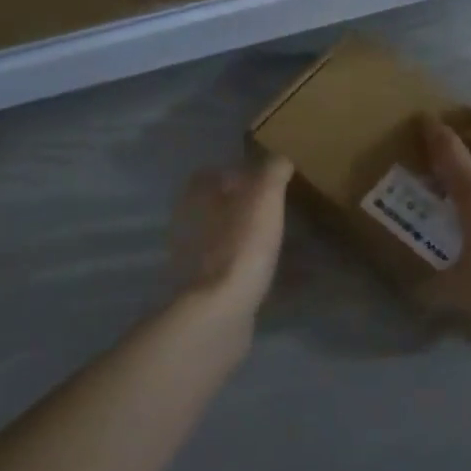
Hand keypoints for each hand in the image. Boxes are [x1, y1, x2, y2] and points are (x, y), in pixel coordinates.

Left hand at [172, 156, 293, 315]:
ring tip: (282, 241)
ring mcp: (194, 261)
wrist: (220, 312)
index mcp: (197, 198)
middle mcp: (189, 226)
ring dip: (248, 238)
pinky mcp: (207, 291)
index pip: (210, 174)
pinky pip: (234, 271)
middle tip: (276, 208)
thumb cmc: (240, 244)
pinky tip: (282, 276)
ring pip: (224, 240)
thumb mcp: (264, 196)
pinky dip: (254, 269)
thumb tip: (280, 159)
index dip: (236, 172)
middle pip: (217, 208)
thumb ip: (272, 171)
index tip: (264, 177)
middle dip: (243, 207)